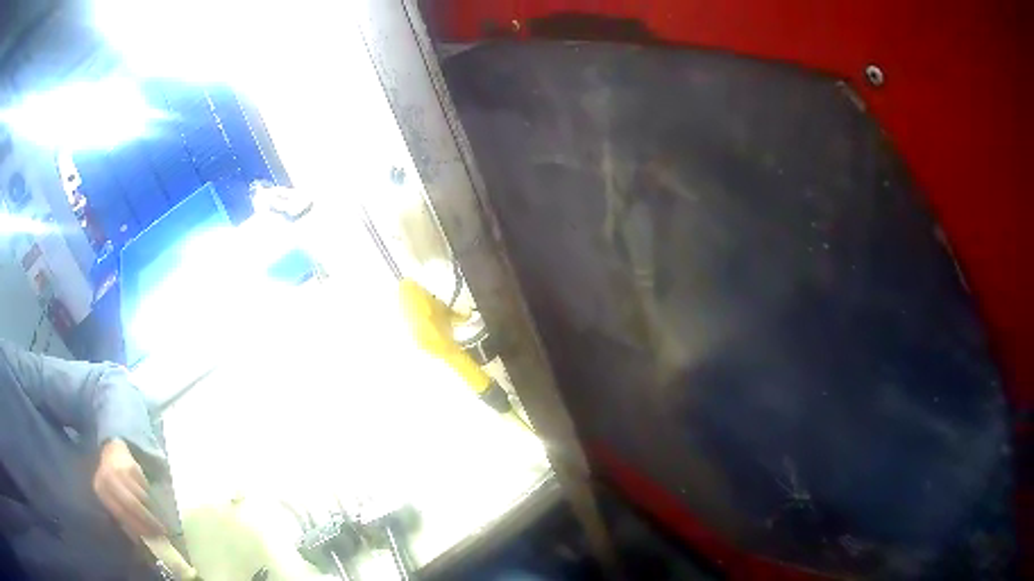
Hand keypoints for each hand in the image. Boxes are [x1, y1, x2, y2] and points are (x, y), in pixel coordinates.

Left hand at [93, 438, 164, 538]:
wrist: (113, 451)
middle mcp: (109, 478)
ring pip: (141, 498)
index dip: (137, 527)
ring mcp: (121, 471)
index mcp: (101, 489)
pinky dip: (150, 498)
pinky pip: (145, 488)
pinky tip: (151, 502)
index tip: (150, 538)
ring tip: (158, 519)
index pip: (121, 513)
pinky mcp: (133, 466)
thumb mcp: (109, 497)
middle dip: (148, 520)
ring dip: (152, 511)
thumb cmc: (110, 482)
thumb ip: (120, 516)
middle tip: (161, 532)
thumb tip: (137, 538)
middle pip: (132, 505)